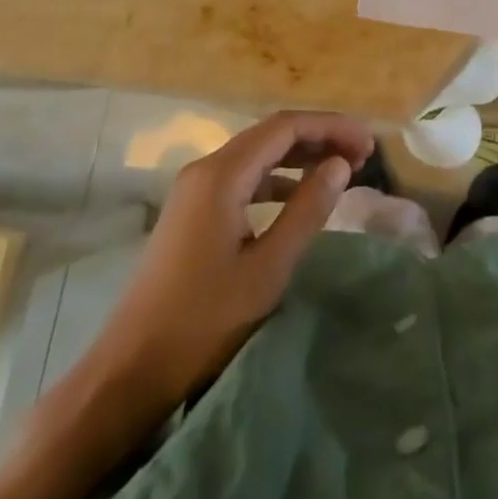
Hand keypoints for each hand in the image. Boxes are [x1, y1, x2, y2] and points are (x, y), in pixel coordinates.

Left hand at [87, 111, 372, 419]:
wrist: (129, 371)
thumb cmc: (203, 321)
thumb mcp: (268, 268)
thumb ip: (307, 210)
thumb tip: (340, 165)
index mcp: (221, 174)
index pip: (285, 127)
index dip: (331, 127)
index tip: (368, 143)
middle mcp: (206, 169)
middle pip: (271, 134)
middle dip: (319, 137)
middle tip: (362, 155)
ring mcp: (194, 189)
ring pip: (257, 154)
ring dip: (300, 156)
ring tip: (341, 170)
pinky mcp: (192, 211)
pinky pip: (243, 177)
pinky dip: (277, 178)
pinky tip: (299, 195)